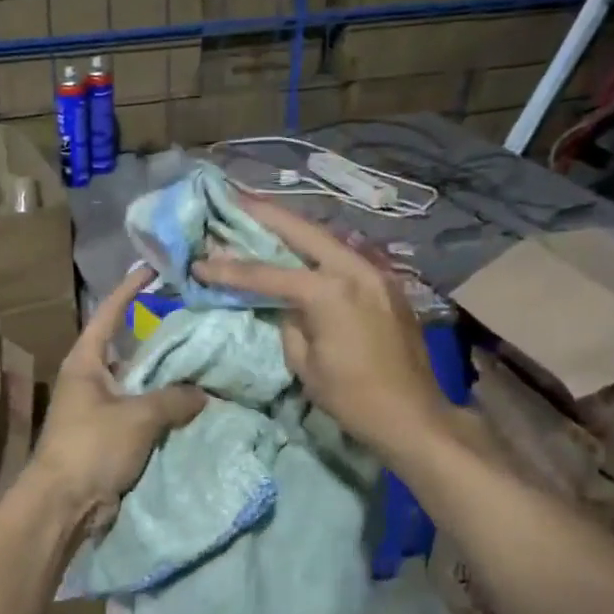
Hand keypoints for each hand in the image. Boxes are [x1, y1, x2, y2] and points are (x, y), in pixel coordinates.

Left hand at [27, 266, 205, 532]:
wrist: (64, 504)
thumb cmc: (92, 447)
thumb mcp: (137, 416)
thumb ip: (174, 398)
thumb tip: (202, 393)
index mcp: (86, 361)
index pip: (109, 314)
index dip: (130, 290)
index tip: (152, 269)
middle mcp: (92, 378)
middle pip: (130, 348)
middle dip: (160, 336)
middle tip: (196, 320)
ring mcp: (101, 408)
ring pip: (141, 383)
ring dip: (168, 377)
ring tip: (206, 360)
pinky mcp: (112, 435)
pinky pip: (144, 412)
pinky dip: (166, 408)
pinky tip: (196, 404)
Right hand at [192, 196, 452, 460]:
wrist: (413, 416)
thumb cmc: (352, 397)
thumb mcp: (305, 363)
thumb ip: (290, 322)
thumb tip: (285, 304)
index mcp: (329, 291)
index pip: (267, 273)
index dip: (230, 269)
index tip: (200, 262)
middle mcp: (354, 270)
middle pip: (302, 231)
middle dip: (266, 214)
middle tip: (234, 197)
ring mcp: (376, 274)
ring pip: (327, 239)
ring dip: (294, 228)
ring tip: (264, 216)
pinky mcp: (386, 286)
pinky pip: (345, 258)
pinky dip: (318, 250)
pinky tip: (302, 250)